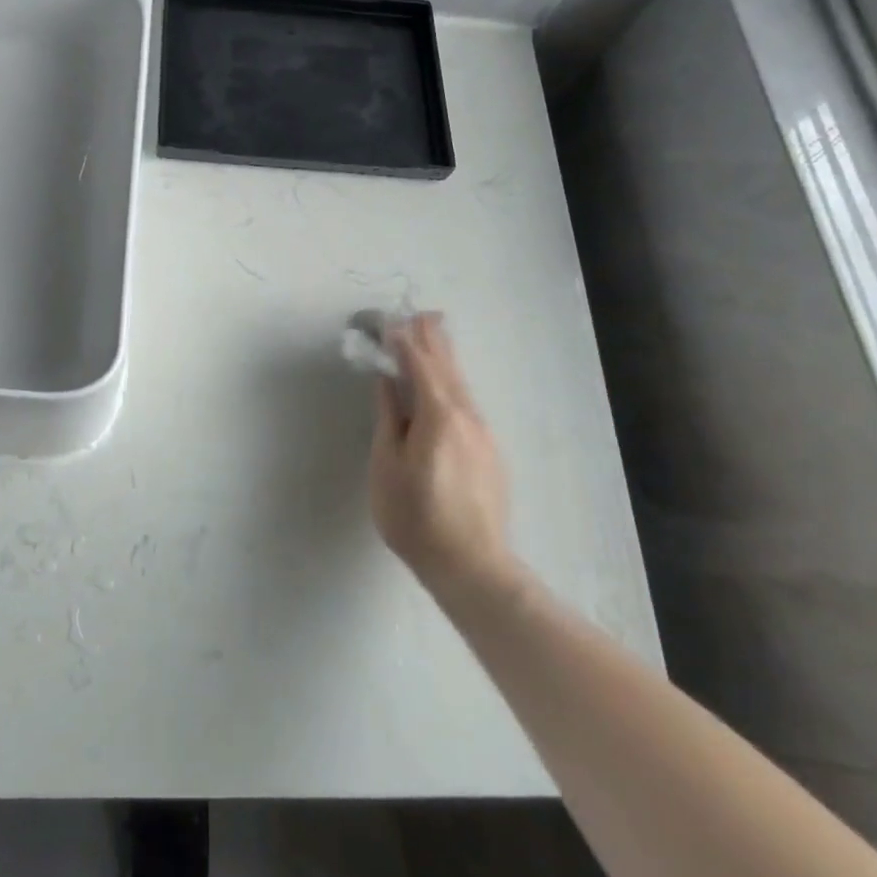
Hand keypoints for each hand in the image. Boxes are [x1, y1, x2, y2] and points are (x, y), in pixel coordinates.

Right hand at [368, 314, 517, 594]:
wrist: (470, 564)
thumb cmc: (415, 516)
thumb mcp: (387, 465)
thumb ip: (389, 418)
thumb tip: (387, 381)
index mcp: (438, 415)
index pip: (419, 366)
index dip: (403, 342)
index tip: (390, 321)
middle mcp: (466, 416)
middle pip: (447, 367)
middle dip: (432, 339)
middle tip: (422, 312)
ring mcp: (483, 434)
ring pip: (461, 384)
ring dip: (446, 358)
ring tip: (436, 335)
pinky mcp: (489, 451)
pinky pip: (468, 403)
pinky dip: (453, 382)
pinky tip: (448, 384)